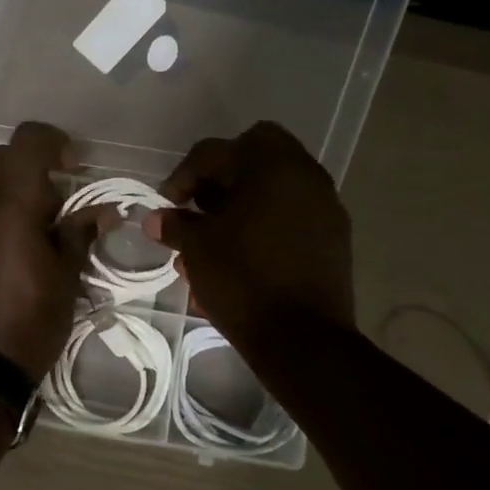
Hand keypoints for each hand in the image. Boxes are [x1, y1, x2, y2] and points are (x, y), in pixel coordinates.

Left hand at [0, 122, 100, 382]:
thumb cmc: (29, 325)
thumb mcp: (66, 281)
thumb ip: (80, 235)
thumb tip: (101, 212)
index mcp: (11, 207)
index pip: (27, 141)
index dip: (55, 142)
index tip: (74, 166)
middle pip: (1, 158)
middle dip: (32, 166)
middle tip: (57, 199)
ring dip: (10, 191)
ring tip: (33, 229)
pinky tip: (7, 250)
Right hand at [143, 121, 354, 348]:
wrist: (302, 339)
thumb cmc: (243, 281)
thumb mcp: (197, 249)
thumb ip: (176, 225)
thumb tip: (156, 219)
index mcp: (272, 166)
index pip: (215, 151)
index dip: (183, 176)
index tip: (168, 205)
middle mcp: (305, 175)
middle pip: (255, 153)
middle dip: (221, 176)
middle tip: (199, 206)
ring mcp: (325, 206)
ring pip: (275, 185)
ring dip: (243, 200)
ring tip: (216, 236)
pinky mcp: (333, 237)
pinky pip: (292, 213)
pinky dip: (265, 221)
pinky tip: (243, 253)